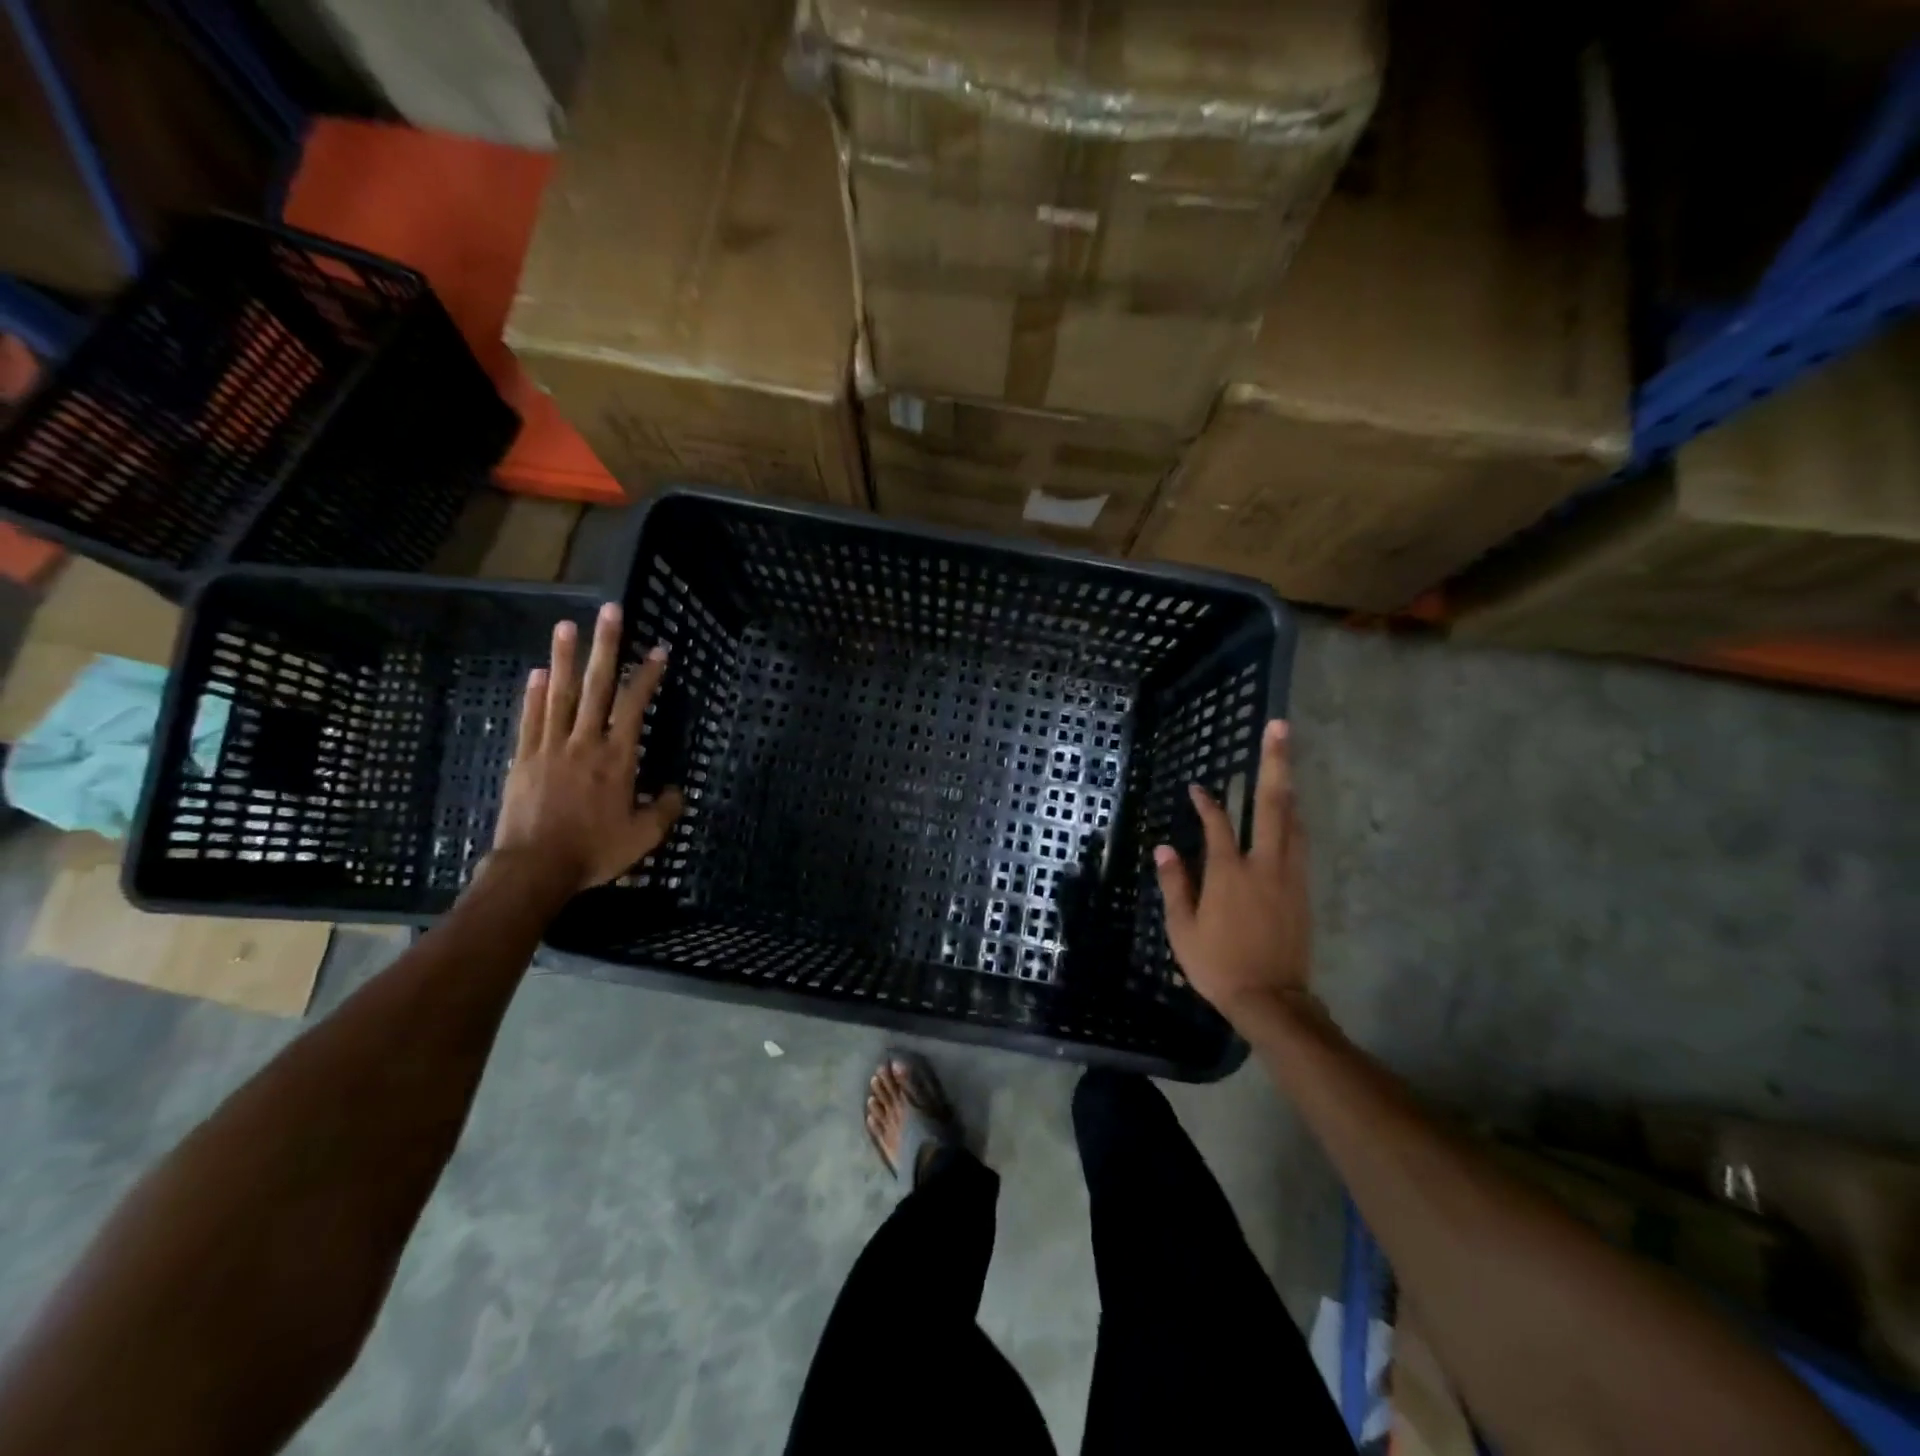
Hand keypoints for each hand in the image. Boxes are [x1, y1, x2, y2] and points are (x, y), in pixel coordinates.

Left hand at [489, 603, 683, 896]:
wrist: (534, 868)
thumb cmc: (593, 851)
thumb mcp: (643, 836)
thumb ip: (664, 810)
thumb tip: (676, 790)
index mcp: (617, 758)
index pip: (633, 706)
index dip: (647, 676)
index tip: (658, 649)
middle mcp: (585, 742)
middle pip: (595, 686)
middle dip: (605, 647)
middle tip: (609, 611)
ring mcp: (550, 747)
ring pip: (559, 694)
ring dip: (564, 658)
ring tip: (567, 626)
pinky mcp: (524, 759)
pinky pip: (531, 719)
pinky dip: (534, 694)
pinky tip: (537, 672)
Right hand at [1154, 720, 1313, 1032]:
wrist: (1271, 999)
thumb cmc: (1218, 964)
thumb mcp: (1182, 928)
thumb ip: (1174, 884)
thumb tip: (1164, 847)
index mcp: (1229, 873)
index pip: (1218, 824)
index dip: (1206, 802)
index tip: (1196, 787)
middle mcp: (1264, 865)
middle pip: (1273, 804)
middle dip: (1276, 762)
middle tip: (1280, 727)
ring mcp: (1289, 875)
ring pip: (1294, 820)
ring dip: (1289, 787)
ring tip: (1286, 759)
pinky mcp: (1303, 890)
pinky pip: (1300, 843)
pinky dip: (1293, 820)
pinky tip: (1290, 812)